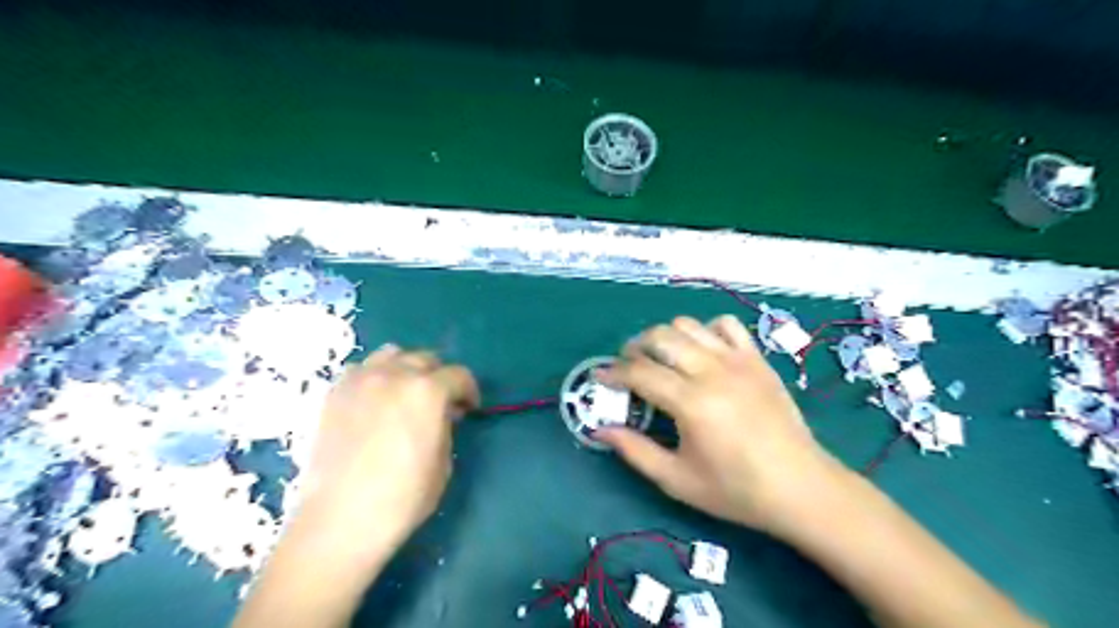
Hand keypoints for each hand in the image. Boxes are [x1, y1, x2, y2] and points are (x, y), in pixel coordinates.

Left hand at [297, 347, 476, 556]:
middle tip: (438, 403)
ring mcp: (361, 380)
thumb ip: (445, 426)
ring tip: (404, 394)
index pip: (459, 375)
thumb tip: (441, 414)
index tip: (468, 409)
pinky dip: (374, 377)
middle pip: (426, 359)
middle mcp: (395, 374)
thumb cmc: (403, 497)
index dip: (469, 391)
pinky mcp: (334, 393)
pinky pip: (361, 369)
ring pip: (392, 354)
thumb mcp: (443, 462)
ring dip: (406, 369)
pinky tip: (373, 401)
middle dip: (439, 378)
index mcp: (428, 391)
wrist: (339, 520)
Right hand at [598, 315, 843, 532]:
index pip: (639, 372)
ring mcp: (737, 360)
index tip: (600, 377)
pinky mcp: (757, 358)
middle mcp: (712, 371)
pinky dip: (705, 330)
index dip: (613, 372)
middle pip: (660, 337)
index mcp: (691, 403)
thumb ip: (635, 451)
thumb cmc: (736, 489)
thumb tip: (601, 430)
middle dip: (635, 347)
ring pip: (688, 325)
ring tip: (661, 358)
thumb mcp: (677, 479)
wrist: (800, 486)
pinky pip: (725, 324)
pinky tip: (702, 351)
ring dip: (666, 336)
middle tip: (629, 367)